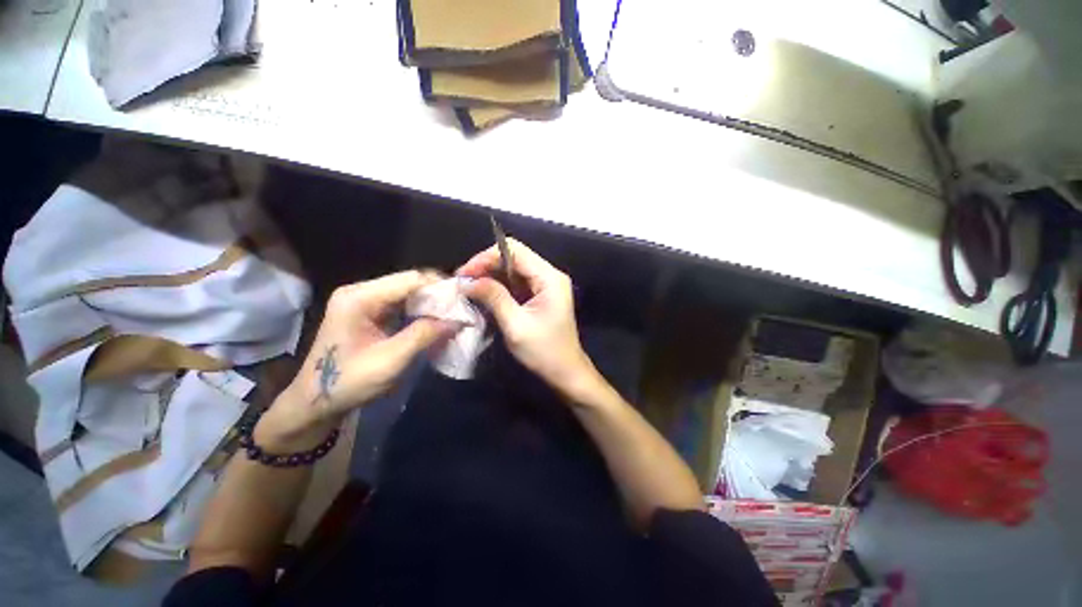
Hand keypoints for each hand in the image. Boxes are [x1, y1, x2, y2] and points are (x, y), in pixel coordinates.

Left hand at [257, 270, 453, 450]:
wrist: (314, 402)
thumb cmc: (347, 383)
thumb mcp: (390, 360)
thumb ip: (424, 335)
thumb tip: (459, 320)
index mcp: (360, 297)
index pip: (411, 279)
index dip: (440, 287)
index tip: (464, 301)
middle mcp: (361, 291)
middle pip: (410, 283)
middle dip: (438, 296)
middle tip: (461, 311)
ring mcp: (364, 301)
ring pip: (409, 293)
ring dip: (432, 304)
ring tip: (453, 317)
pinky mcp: (369, 312)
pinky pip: (403, 304)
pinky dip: (421, 311)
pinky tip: (435, 322)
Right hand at [457, 238, 600, 401]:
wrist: (565, 371)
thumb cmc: (544, 351)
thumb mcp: (516, 325)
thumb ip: (494, 297)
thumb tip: (468, 281)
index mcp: (549, 278)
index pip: (514, 251)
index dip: (486, 257)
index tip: (465, 274)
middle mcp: (549, 275)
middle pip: (513, 257)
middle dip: (486, 266)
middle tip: (463, 282)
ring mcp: (545, 284)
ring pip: (513, 269)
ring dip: (490, 276)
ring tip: (469, 288)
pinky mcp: (540, 295)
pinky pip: (516, 282)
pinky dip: (499, 286)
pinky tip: (484, 294)